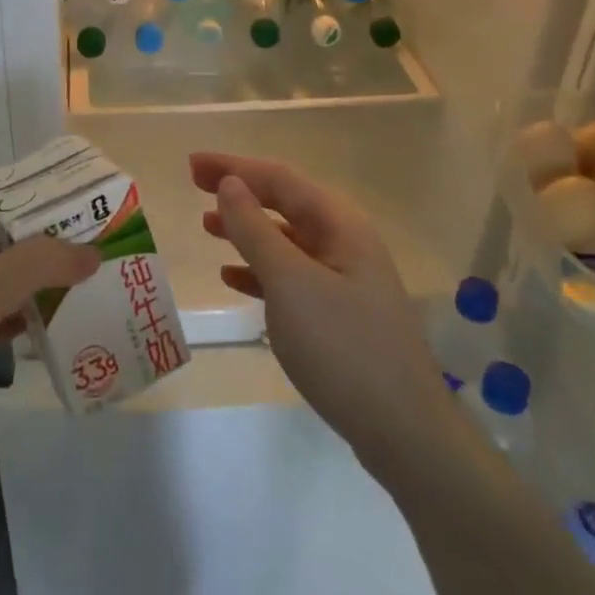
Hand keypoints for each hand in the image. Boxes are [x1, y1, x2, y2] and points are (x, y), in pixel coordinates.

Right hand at [192, 151, 453, 477]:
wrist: (403, 431)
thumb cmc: (343, 346)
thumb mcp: (290, 283)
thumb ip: (255, 230)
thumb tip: (230, 183)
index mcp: (339, 224)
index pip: (279, 179)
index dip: (233, 166)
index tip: (192, 164)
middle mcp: (345, 241)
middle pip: (284, 203)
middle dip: (240, 191)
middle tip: (194, 185)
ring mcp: (344, 278)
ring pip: (286, 240)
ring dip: (247, 229)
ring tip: (207, 227)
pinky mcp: (339, 312)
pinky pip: (292, 276)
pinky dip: (260, 270)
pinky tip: (233, 277)